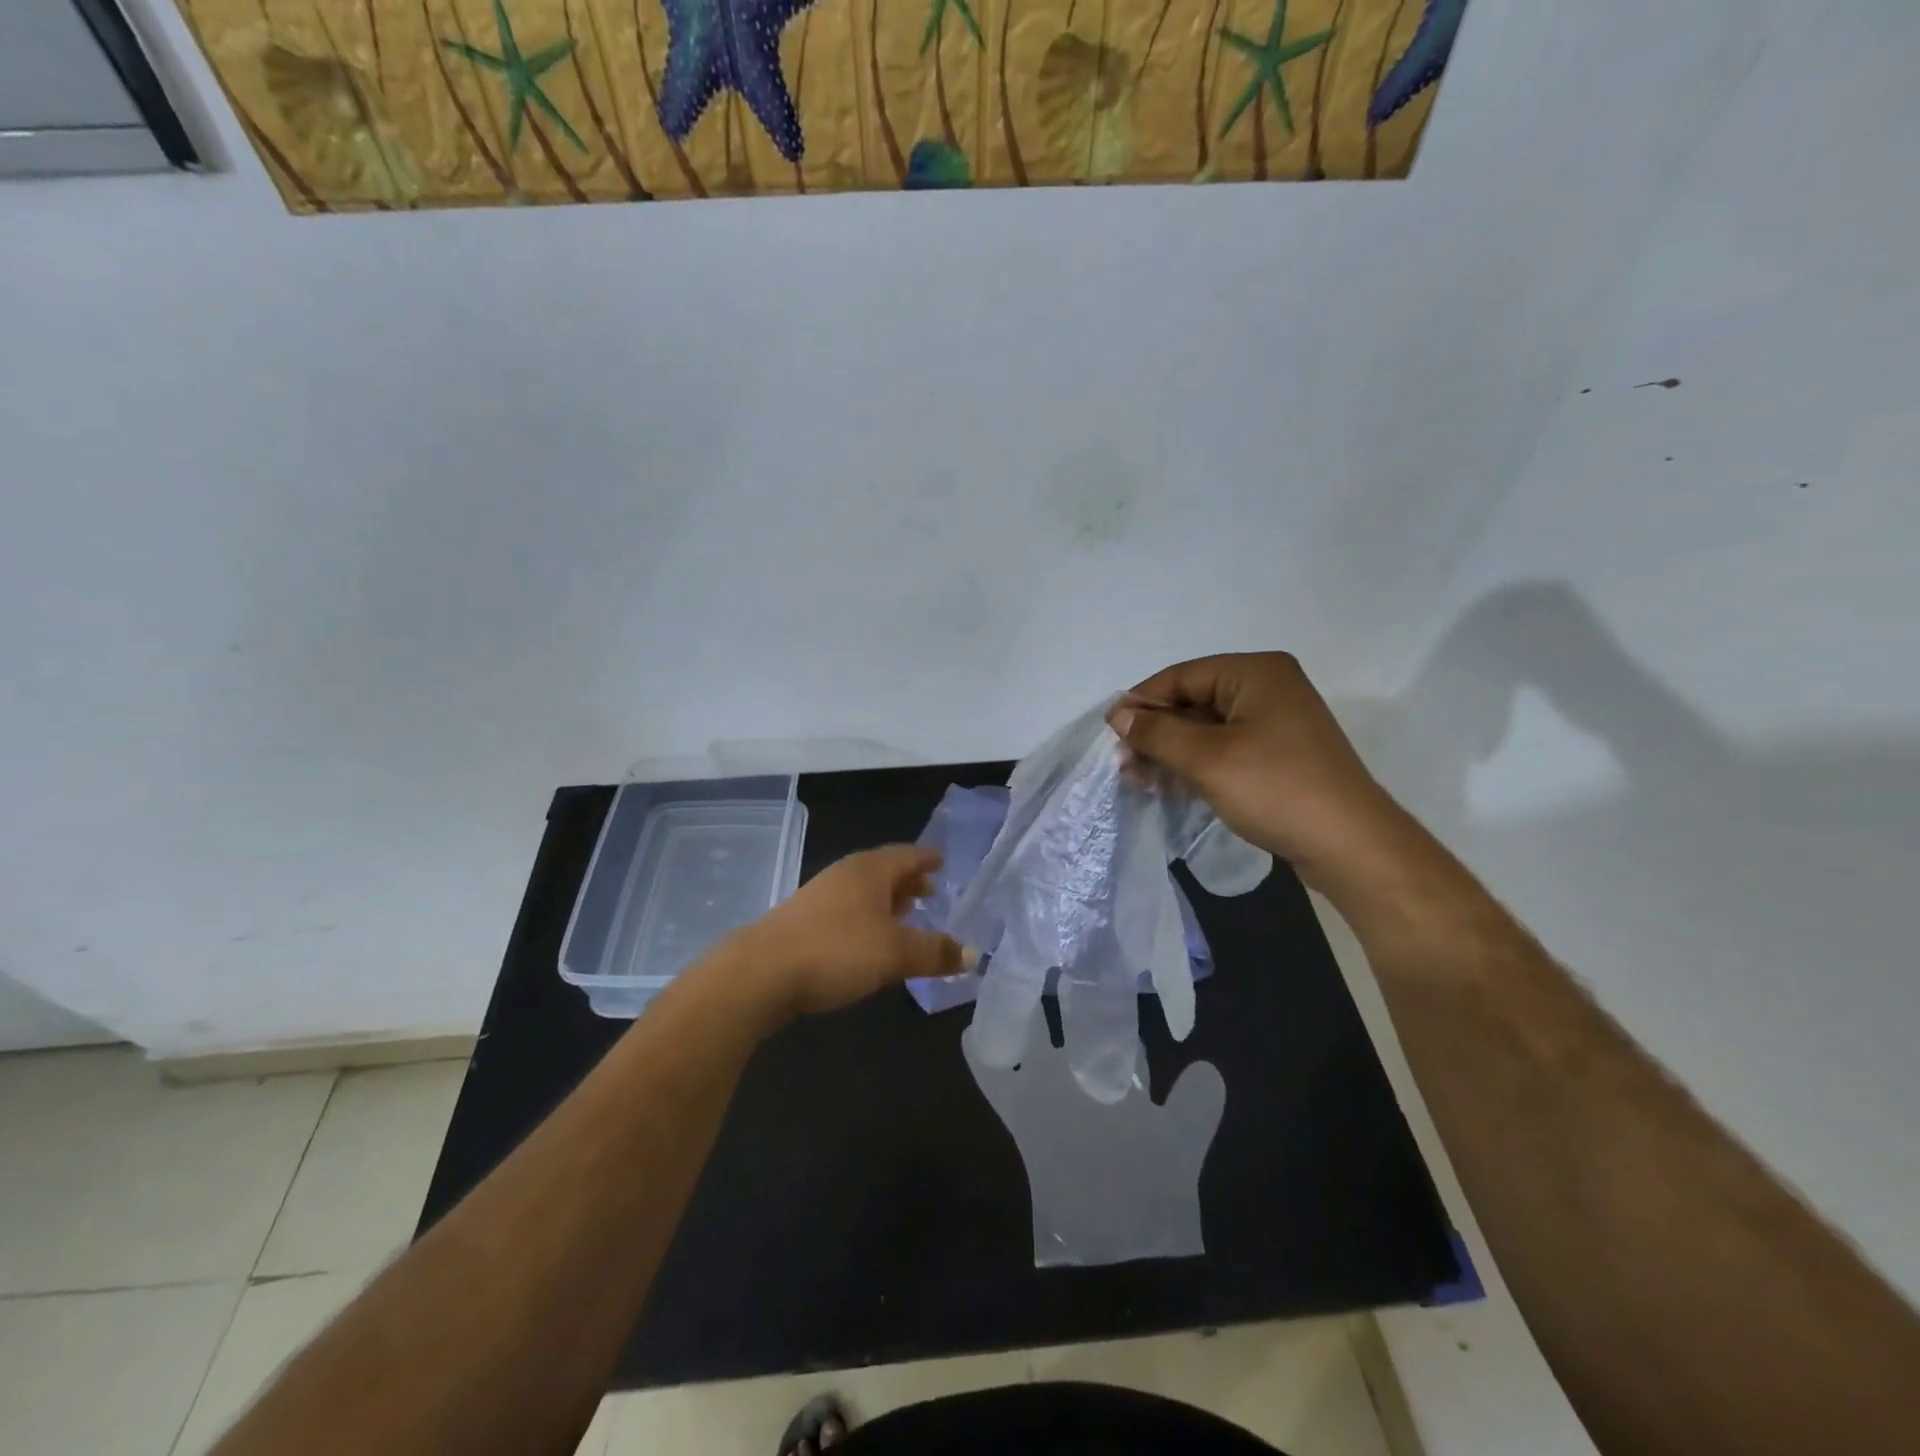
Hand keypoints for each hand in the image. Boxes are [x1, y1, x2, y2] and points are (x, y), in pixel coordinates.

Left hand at [726, 845, 964, 1021]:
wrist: (760, 973)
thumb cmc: (837, 950)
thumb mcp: (895, 954)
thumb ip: (935, 952)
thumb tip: (970, 954)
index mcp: (869, 870)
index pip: (906, 855)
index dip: (927, 859)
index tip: (942, 861)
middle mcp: (845, 876)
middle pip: (884, 871)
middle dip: (909, 881)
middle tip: (931, 891)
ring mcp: (820, 897)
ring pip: (864, 892)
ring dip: (888, 902)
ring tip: (907, 917)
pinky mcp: (803, 923)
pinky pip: (847, 911)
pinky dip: (867, 919)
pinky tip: (870, 943)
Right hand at [1107, 652, 1408, 888]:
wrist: (1349, 845)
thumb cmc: (1275, 789)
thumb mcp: (1206, 759)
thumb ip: (1157, 733)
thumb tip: (1119, 715)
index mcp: (1255, 673)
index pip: (1182, 676)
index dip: (1142, 702)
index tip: (1109, 733)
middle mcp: (1267, 687)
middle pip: (1193, 701)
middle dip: (1155, 732)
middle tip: (1124, 764)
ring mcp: (1276, 722)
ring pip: (1206, 728)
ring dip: (1171, 752)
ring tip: (1139, 780)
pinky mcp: (1279, 753)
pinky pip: (1225, 748)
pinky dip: (1196, 764)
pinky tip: (1170, 787)